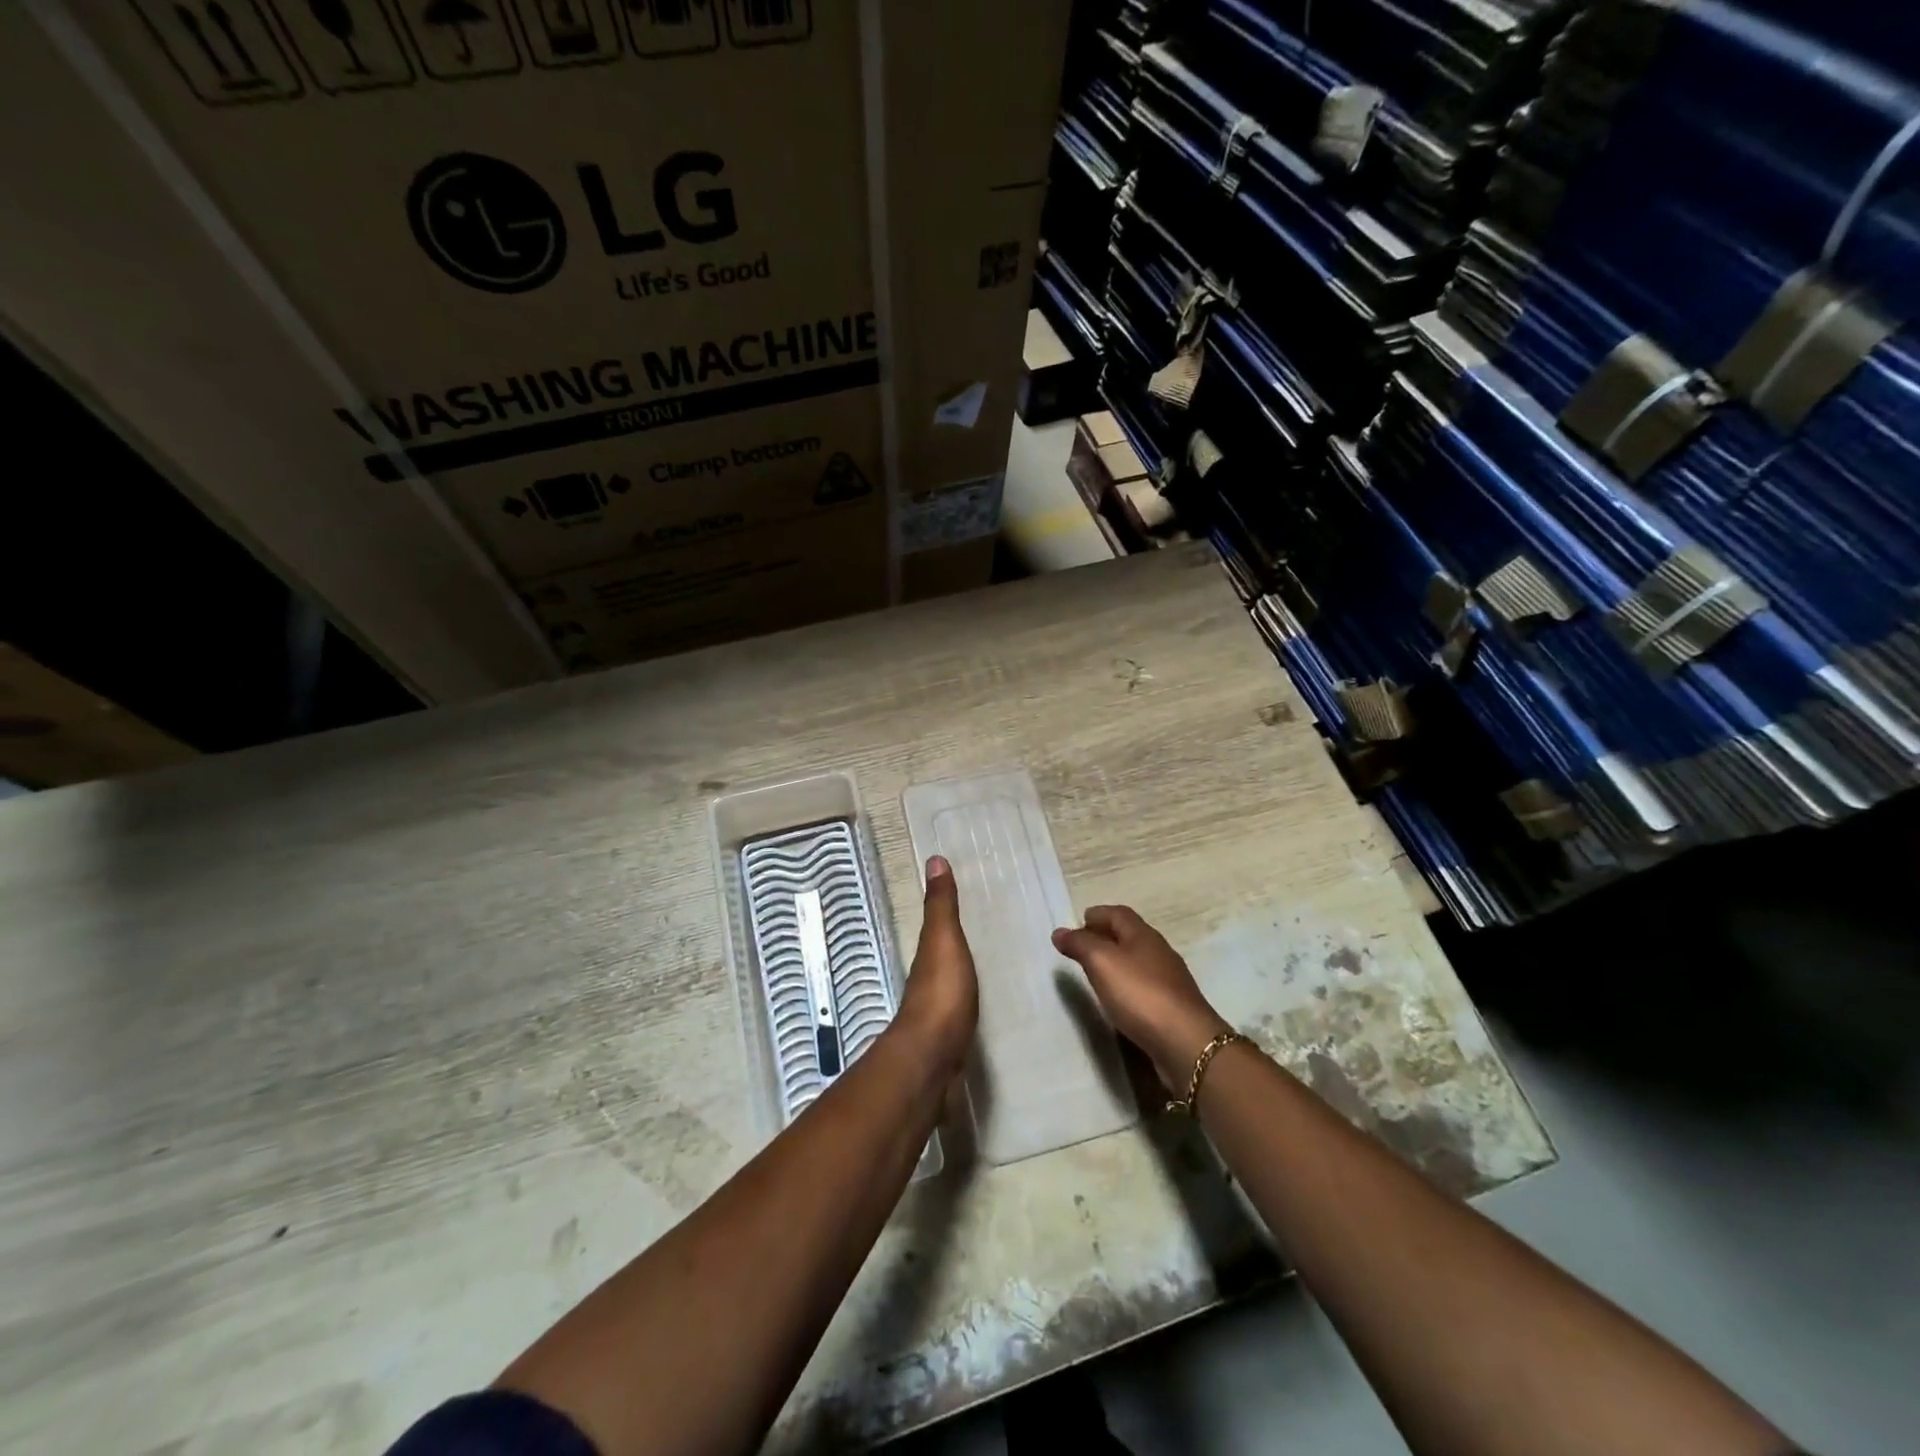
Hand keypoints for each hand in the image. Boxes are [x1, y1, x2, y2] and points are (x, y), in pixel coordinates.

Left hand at [895, 857, 978, 1078]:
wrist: (933, 1057)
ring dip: (962, 970)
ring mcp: (938, 1009)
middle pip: (942, 954)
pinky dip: (969, 996)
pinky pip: (962, 1005)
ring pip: (951, 980)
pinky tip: (981, 1001)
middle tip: (987, 928)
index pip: (936, 926)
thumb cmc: (941, 992)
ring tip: (989, 963)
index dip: (945, 911)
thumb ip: (941, 906)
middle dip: (956, 942)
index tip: (963, 894)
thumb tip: (934, 859)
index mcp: (929, 953)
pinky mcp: (950, 1035)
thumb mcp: (943, 940)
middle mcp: (929, 978)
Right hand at [1053, 907, 1230, 1091]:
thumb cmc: (1140, 995)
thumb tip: (1060, 931)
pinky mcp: (1172, 1007)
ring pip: (1138, 961)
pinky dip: (1127, 984)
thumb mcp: (1102, 963)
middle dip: (1106, 936)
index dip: (1098, 914)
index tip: (1079, 921)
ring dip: (1117, 961)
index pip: (1119, 914)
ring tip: (1095, 973)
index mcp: (1144, 935)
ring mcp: (1169, 981)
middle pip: (1130, 936)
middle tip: (1082, 946)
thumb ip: (1080, 944)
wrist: (1186, 1043)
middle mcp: (1159, 952)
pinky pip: (1144, 986)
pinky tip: (1118, 999)